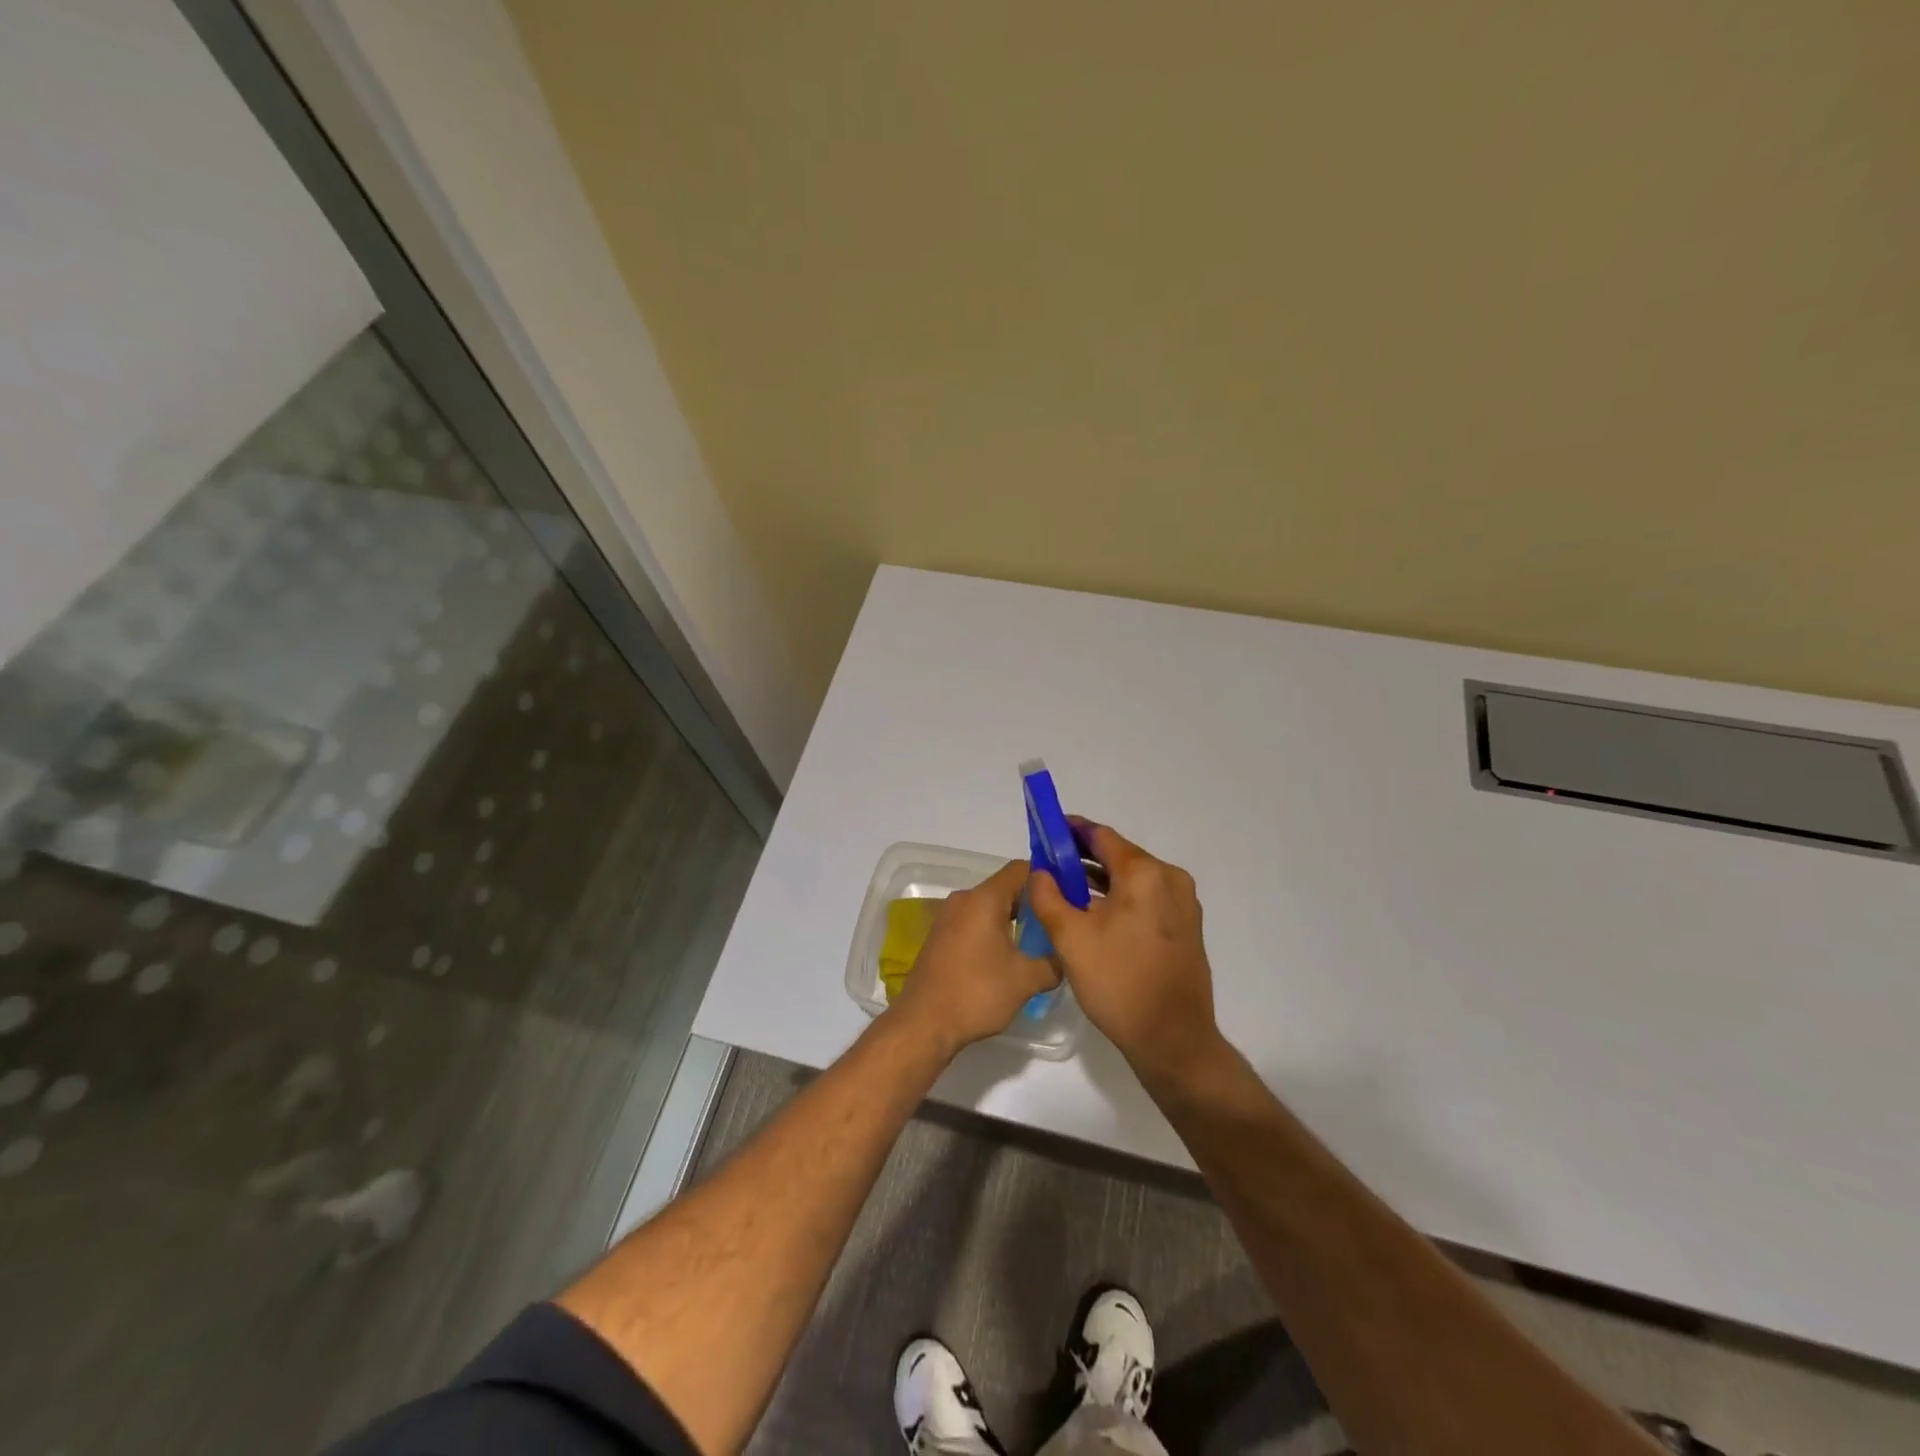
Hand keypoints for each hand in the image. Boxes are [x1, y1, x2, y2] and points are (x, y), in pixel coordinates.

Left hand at [888, 859, 1060, 1059]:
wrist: (923, 1023)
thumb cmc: (977, 993)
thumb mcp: (1026, 980)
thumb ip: (1053, 963)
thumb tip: (1065, 957)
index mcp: (984, 899)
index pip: (1021, 869)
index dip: (1047, 879)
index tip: (1066, 897)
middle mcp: (964, 900)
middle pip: (1005, 888)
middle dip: (1032, 903)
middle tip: (1057, 924)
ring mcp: (948, 918)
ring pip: (989, 907)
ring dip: (1012, 920)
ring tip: (1037, 943)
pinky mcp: (940, 937)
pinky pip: (974, 922)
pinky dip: (993, 931)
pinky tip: (1007, 957)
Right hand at [1027, 821, 1221, 1085]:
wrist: (1173, 1039)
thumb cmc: (1118, 983)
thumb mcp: (1070, 938)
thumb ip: (1048, 897)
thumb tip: (1040, 872)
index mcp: (1144, 873)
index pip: (1102, 836)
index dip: (1071, 831)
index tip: (1047, 831)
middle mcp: (1170, 879)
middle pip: (1119, 856)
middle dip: (1083, 857)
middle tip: (1050, 866)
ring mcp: (1184, 903)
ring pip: (1134, 879)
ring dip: (1101, 880)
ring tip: (1067, 890)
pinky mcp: (1187, 926)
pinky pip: (1147, 898)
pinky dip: (1121, 898)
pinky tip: (1097, 915)